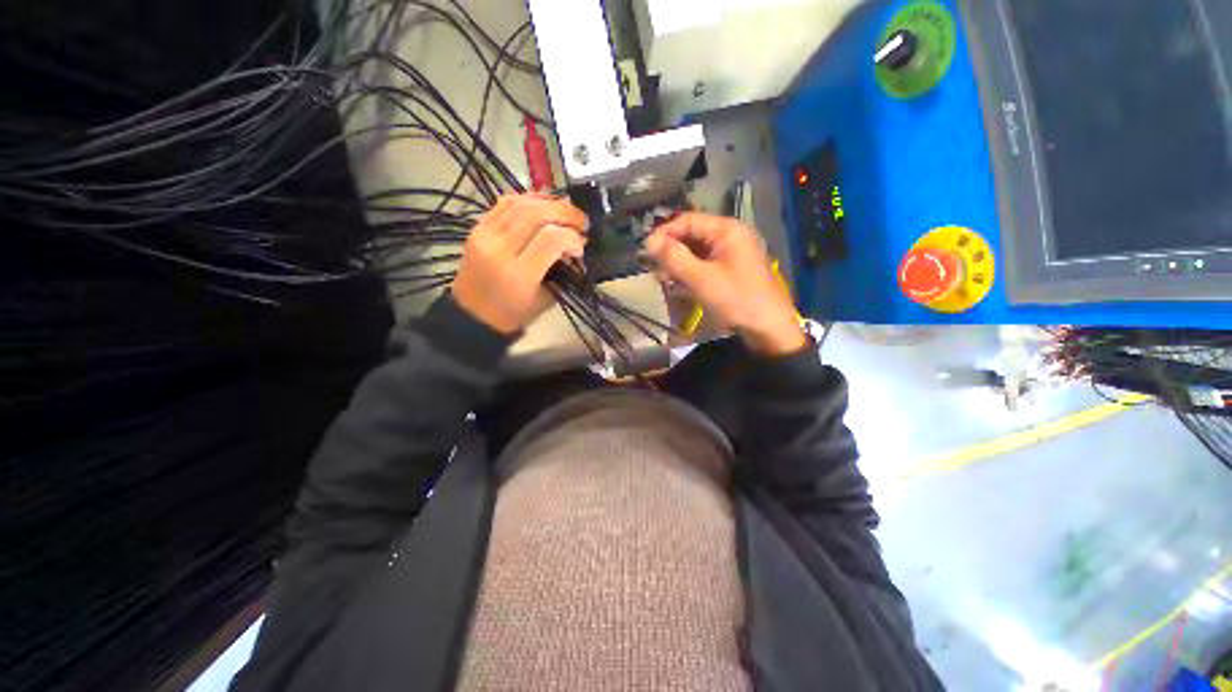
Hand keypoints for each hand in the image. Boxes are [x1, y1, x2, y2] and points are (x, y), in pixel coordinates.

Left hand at [452, 194, 588, 333]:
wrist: (471, 315)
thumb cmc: (513, 314)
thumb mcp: (545, 299)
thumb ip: (562, 271)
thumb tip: (575, 247)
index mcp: (519, 275)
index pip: (551, 239)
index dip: (572, 237)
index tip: (581, 246)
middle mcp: (500, 249)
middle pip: (536, 214)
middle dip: (566, 212)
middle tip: (581, 221)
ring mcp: (484, 235)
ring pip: (520, 203)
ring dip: (549, 202)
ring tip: (565, 210)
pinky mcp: (477, 228)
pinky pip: (505, 203)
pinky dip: (529, 199)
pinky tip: (543, 206)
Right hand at [646, 213, 805, 355]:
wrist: (768, 328)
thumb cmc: (735, 299)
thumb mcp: (700, 279)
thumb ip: (673, 258)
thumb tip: (649, 241)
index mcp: (726, 230)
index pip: (687, 220)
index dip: (665, 233)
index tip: (646, 251)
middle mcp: (729, 236)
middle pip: (691, 236)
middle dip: (671, 252)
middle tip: (655, 270)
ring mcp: (731, 254)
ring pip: (696, 252)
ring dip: (679, 265)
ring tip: (666, 281)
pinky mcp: (730, 270)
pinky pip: (704, 265)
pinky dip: (690, 274)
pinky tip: (681, 287)